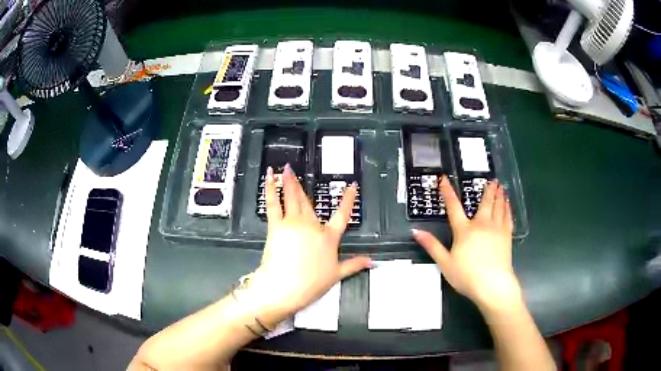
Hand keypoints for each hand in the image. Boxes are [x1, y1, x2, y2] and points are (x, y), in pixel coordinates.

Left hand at [247, 164, 370, 325]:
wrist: (286, 286)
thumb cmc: (311, 282)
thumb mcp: (337, 275)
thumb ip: (354, 264)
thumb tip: (370, 261)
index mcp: (329, 237)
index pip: (342, 215)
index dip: (348, 200)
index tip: (352, 186)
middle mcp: (312, 226)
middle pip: (309, 202)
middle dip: (302, 185)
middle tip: (296, 171)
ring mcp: (294, 223)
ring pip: (292, 197)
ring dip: (288, 182)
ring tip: (285, 169)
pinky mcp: (277, 226)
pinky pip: (273, 203)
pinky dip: (270, 189)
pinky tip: (269, 178)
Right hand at [413, 176, 520, 309]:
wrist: (493, 284)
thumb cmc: (467, 275)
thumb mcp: (445, 263)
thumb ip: (432, 246)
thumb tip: (415, 231)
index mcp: (464, 230)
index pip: (453, 207)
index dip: (447, 192)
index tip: (444, 178)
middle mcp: (481, 224)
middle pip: (485, 203)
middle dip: (487, 190)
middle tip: (491, 179)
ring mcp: (496, 229)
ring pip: (498, 207)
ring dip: (499, 195)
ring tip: (500, 186)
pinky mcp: (506, 236)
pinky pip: (507, 217)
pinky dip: (507, 208)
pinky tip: (508, 204)